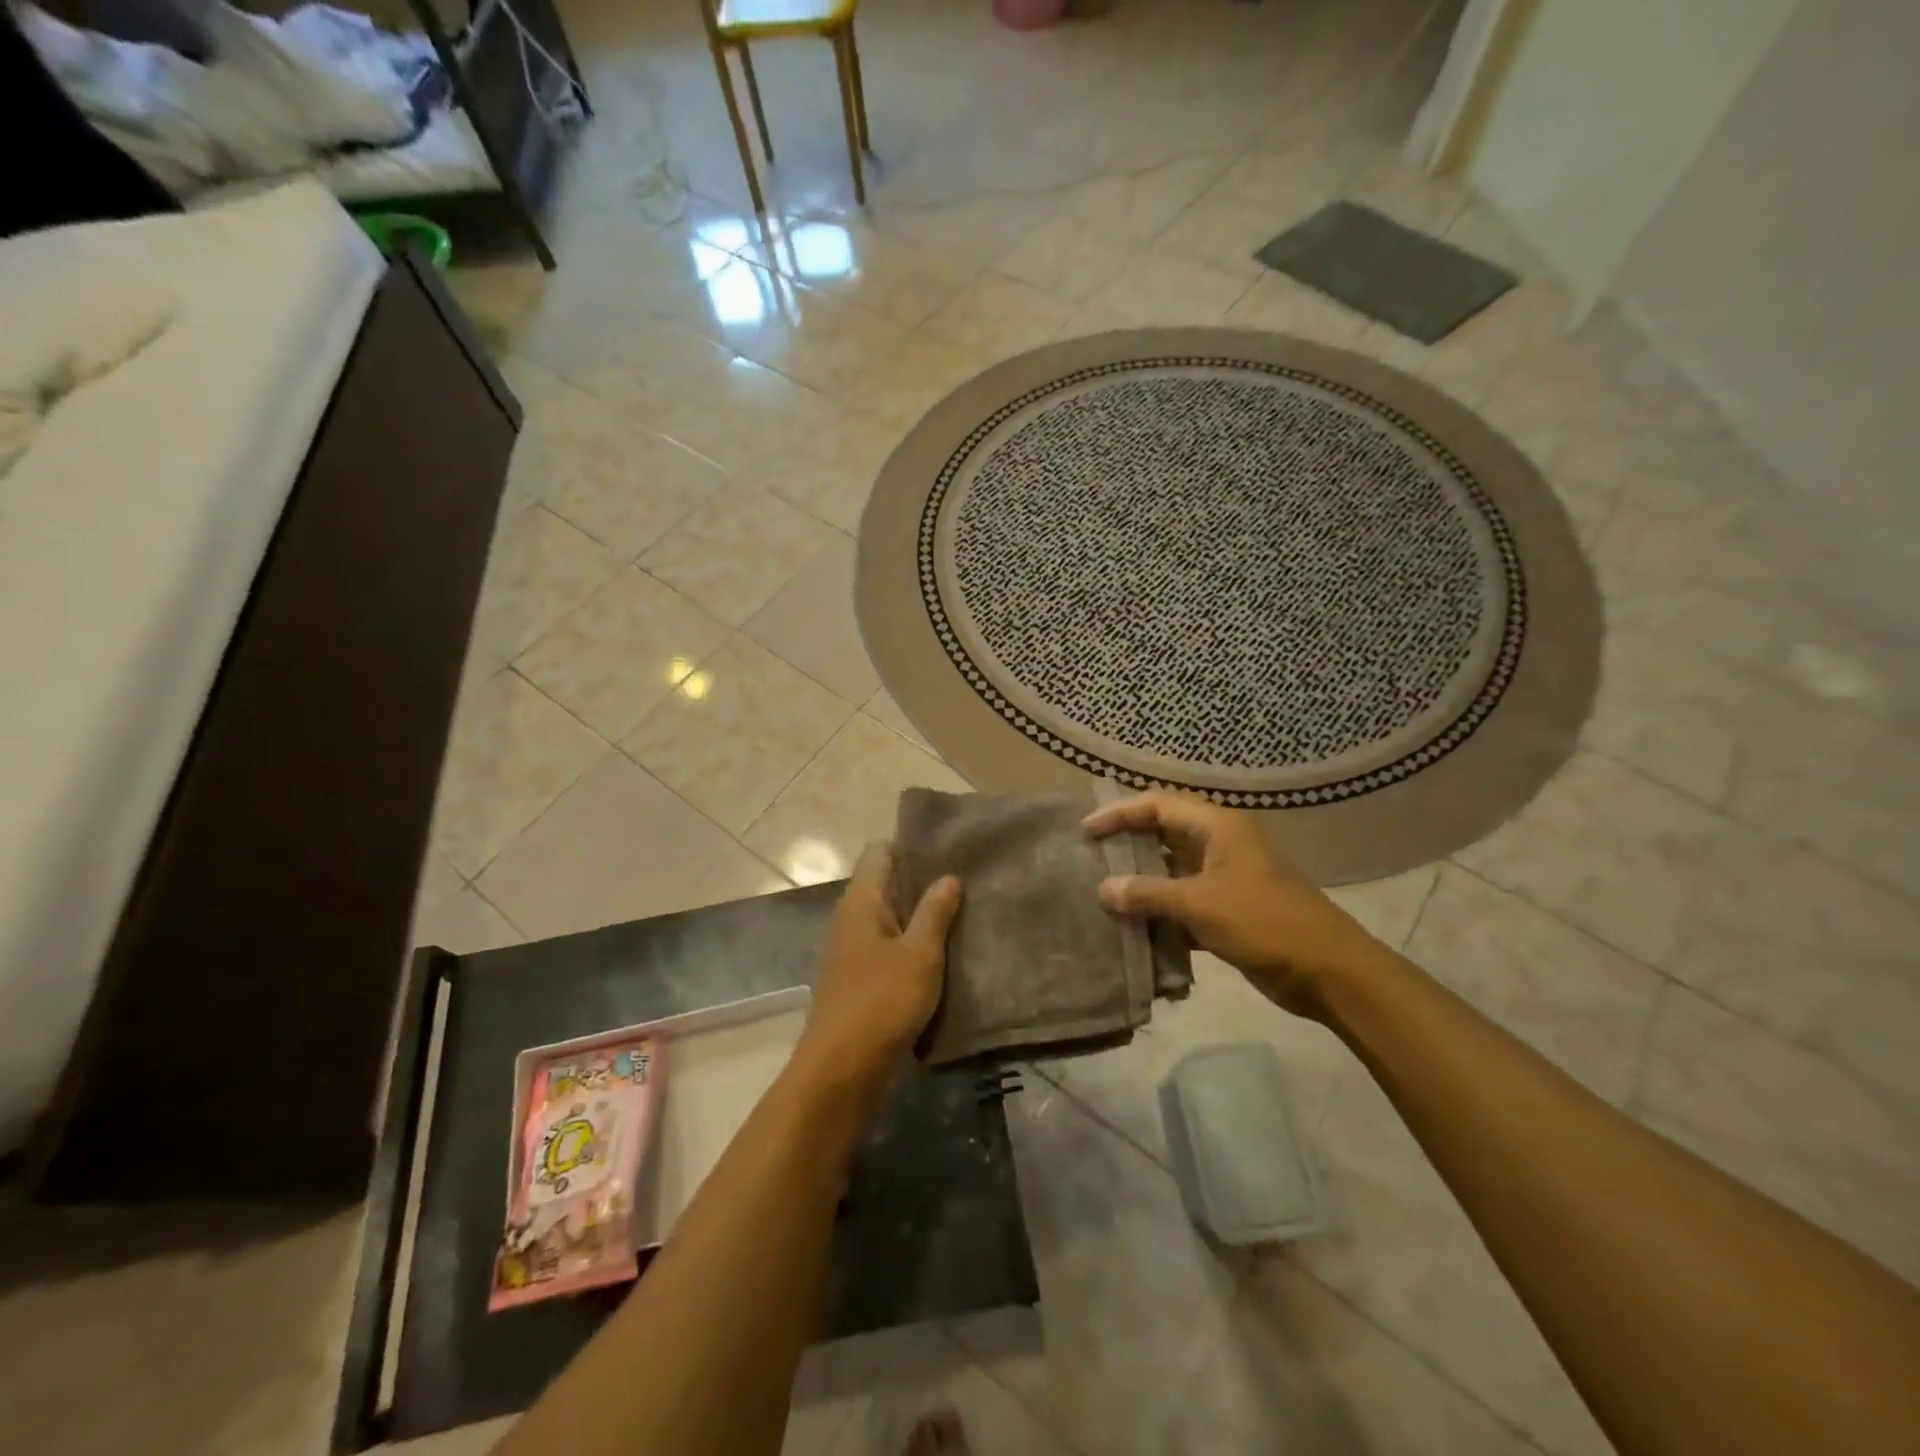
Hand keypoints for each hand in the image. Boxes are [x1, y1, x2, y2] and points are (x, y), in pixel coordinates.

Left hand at [795, 843, 961, 1092]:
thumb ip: (935, 912)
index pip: (880, 851)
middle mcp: (851, 917)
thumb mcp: (919, 954)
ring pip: (890, 916)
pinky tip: (942, 950)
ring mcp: (852, 948)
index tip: (949, 847)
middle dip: (922, 879)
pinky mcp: (859, 977)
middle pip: (886, 882)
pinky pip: (888, 945)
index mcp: (861, 901)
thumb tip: (948, 876)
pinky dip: (912, 941)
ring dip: (920, 914)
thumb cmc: (882, 1002)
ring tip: (962, 911)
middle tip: (967, 878)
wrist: (841, 1070)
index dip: (911, 844)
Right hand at [1084, 791, 1389, 1019]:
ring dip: (1140, 881)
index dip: (1119, 813)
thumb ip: (1149, 894)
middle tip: (1088, 858)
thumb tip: (1103, 889)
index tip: (1085, 831)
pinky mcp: (1226, 911)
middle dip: (1126, 844)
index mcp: (1217, 827)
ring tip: (1100, 892)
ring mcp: (1223, 878)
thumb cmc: (1264, 922)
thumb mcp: (1201, 904)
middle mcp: (1218, 845)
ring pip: (1170, 870)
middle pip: (1162, 834)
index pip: (1158, 805)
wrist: (1328, 972)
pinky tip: (1131, 927)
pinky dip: (1158, 911)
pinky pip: (1182, 902)